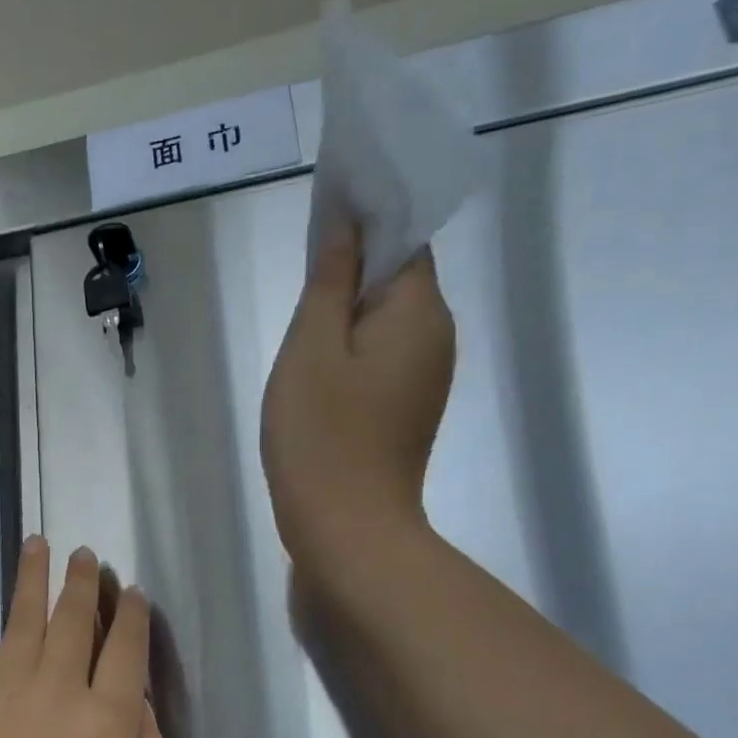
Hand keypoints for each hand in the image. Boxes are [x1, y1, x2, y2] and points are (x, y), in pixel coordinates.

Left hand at [0, 539, 168, 737]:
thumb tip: (138, 701)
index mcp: (108, 716)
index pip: (126, 648)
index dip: (133, 615)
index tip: (133, 591)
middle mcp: (60, 689)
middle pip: (74, 621)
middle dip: (82, 582)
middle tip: (85, 553)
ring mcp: (7, 694)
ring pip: (23, 621)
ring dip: (30, 579)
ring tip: (36, 544)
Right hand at [260, 229, 455, 587]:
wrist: (347, 529)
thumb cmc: (321, 434)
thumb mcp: (312, 347)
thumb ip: (331, 279)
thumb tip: (348, 221)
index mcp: (420, 312)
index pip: (405, 237)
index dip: (369, 214)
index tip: (324, 208)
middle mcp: (437, 336)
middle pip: (400, 275)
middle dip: (355, 261)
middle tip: (300, 267)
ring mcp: (426, 375)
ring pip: (388, 317)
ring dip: (349, 305)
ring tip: (301, 316)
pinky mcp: (408, 405)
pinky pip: (383, 353)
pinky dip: (353, 342)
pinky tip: (317, 361)